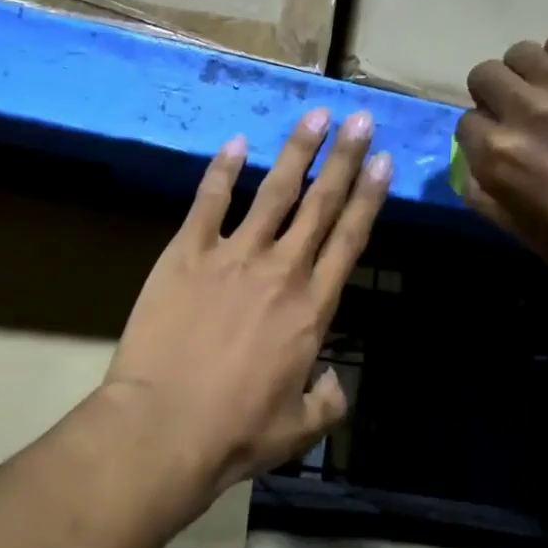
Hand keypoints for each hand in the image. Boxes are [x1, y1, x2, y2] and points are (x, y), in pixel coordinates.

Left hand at [104, 109, 391, 495]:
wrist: (165, 427)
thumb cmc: (237, 432)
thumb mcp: (301, 428)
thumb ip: (329, 400)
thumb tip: (334, 380)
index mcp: (313, 308)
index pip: (350, 239)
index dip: (369, 197)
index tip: (382, 161)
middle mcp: (281, 270)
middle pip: (320, 204)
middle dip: (344, 158)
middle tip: (360, 119)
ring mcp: (232, 256)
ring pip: (274, 192)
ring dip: (297, 151)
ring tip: (315, 115)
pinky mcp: (186, 254)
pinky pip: (208, 203)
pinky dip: (222, 171)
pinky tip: (236, 144)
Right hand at [455, 24, 547, 334]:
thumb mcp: (523, 235)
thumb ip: (487, 197)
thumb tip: (472, 169)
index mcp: (500, 157)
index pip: (466, 124)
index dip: (478, 137)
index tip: (494, 147)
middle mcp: (528, 114)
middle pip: (485, 77)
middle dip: (489, 96)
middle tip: (511, 115)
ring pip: (522, 52)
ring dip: (521, 72)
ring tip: (540, 90)